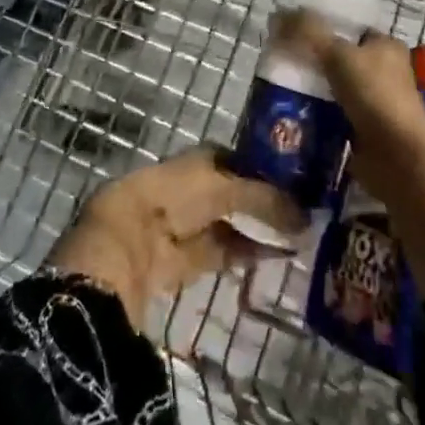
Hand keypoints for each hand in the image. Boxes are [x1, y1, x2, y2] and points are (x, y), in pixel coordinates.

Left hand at [45, 148, 304, 323]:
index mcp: (190, 163)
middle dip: (258, 200)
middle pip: (228, 192)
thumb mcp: (221, 189)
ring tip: (293, 237)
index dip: (257, 165)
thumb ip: (262, 198)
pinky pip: (216, 254)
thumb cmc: (171, 201)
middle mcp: (183, 190)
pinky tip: (268, 260)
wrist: (122, 250)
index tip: (290, 176)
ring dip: (254, 230)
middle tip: (299, 210)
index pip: (229, 159)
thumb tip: (302, 215)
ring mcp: (178, 228)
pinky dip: (241, 255)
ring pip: (223, 224)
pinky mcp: (176, 265)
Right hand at [271, 10, 424, 131]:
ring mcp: (376, 103)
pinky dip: (317, 115)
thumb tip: (277, 16)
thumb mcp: (338, 54)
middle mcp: (384, 72)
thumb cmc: (375, 95)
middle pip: (341, 59)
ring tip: (279, 87)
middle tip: (281, 60)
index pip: (352, 28)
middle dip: (313, 60)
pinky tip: (293, 114)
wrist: (398, 157)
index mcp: (385, 46)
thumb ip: (307, 32)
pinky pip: (334, 116)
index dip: (324, 26)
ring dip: (313, 90)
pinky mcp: (366, 132)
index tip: (293, 31)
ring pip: (336, 88)